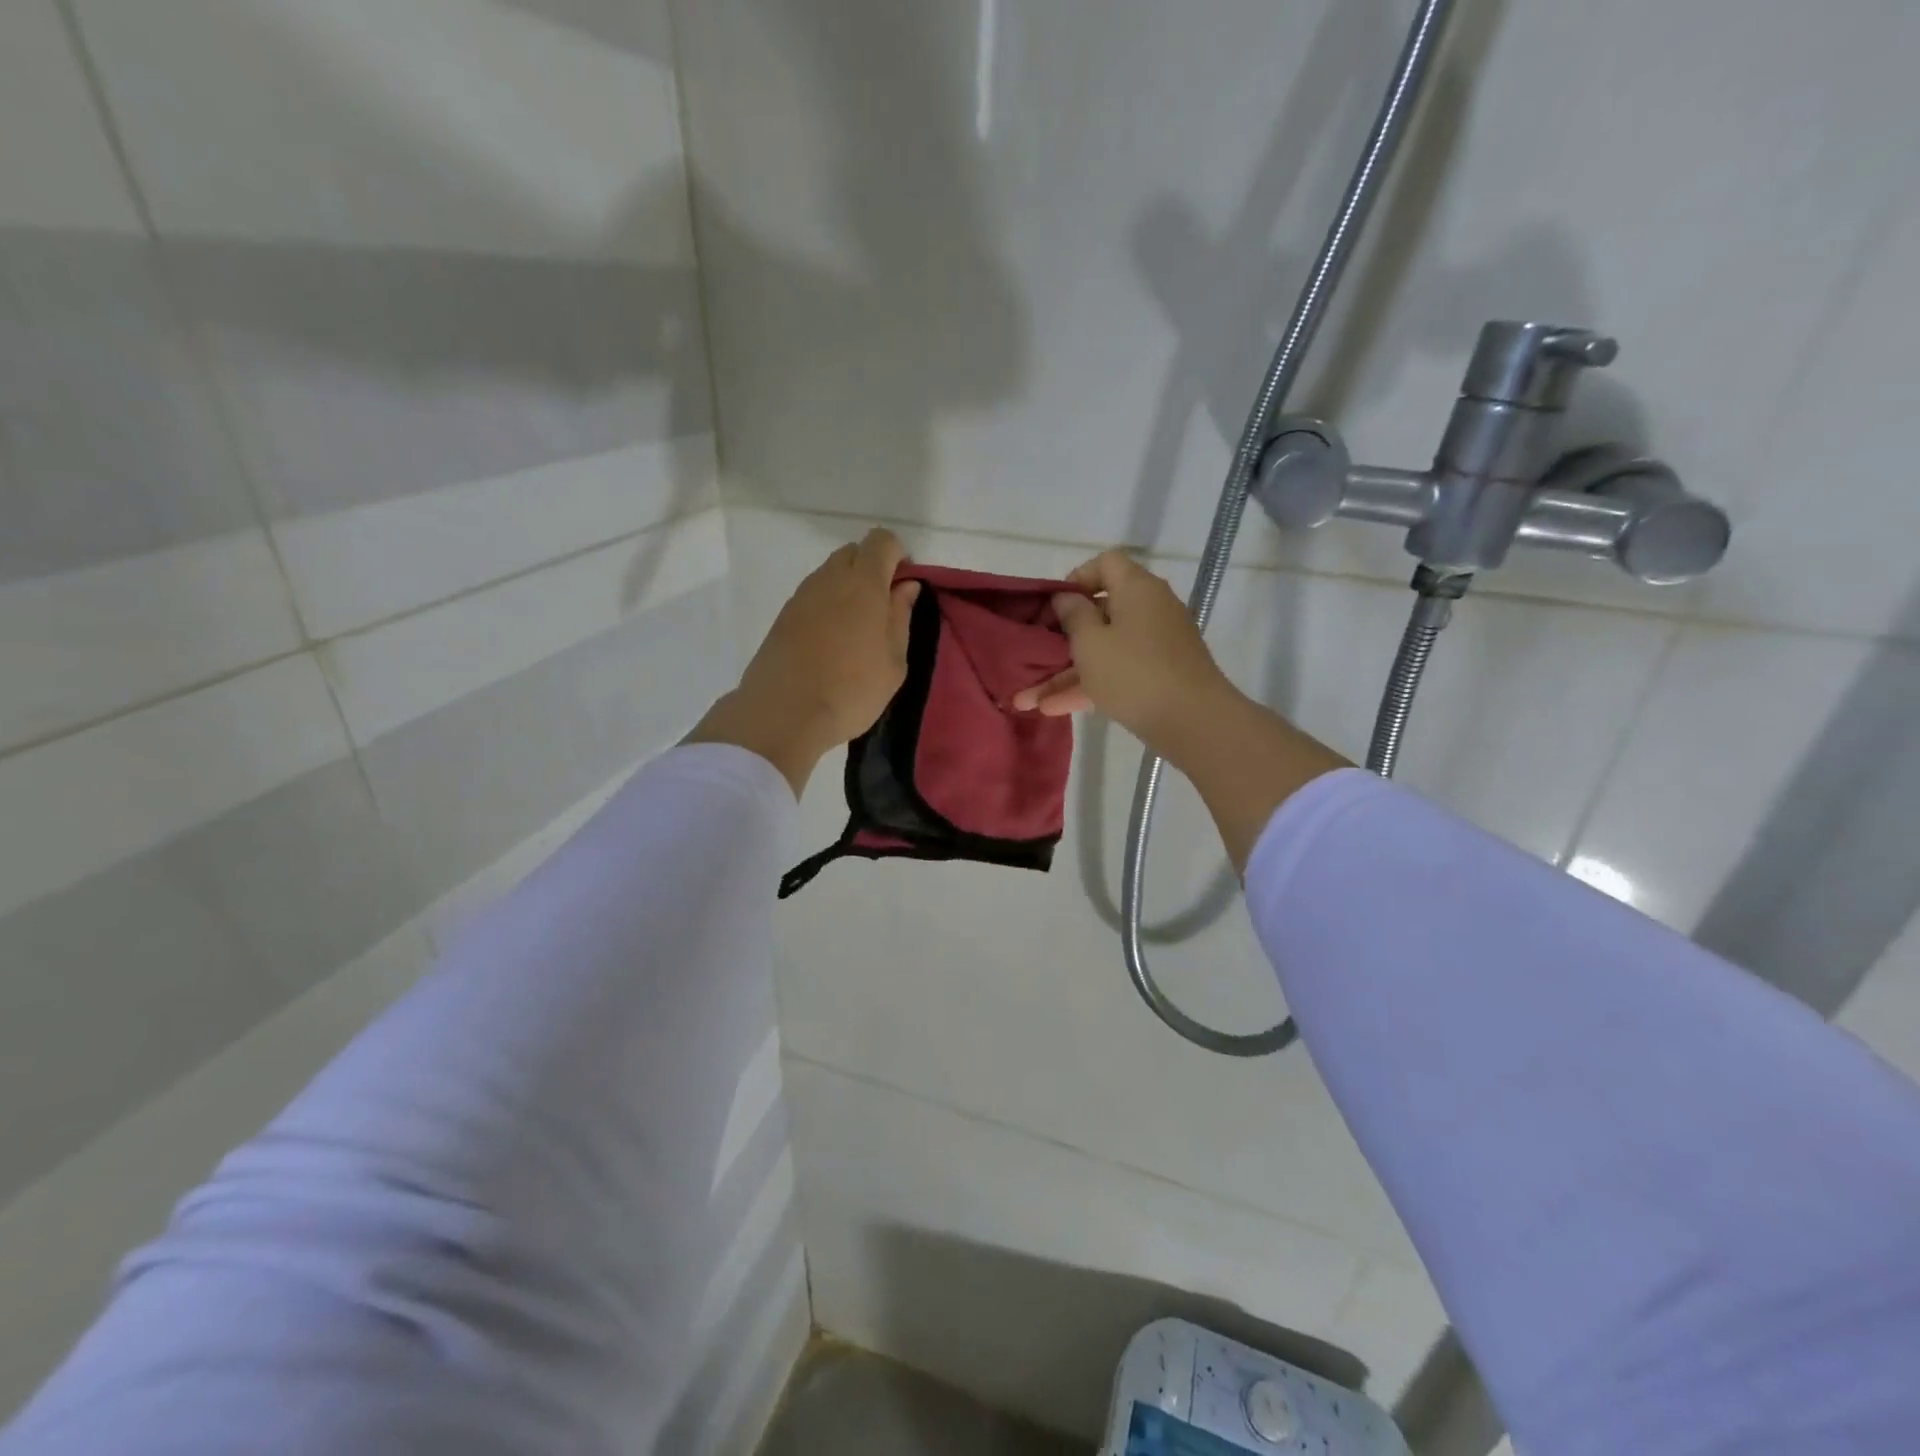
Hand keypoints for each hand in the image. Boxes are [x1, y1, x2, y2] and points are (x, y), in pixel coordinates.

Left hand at [689, 528, 919, 794]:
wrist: (784, 713)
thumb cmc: (852, 689)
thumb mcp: (894, 661)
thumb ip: (901, 617)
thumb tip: (905, 586)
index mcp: (863, 582)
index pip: (882, 541)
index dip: (898, 556)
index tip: (904, 588)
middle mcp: (829, 578)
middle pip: (854, 552)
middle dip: (872, 569)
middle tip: (882, 611)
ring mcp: (801, 595)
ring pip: (830, 574)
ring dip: (848, 589)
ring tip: (856, 631)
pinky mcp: (783, 616)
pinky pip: (813, 596)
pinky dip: (827, 606)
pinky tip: (831, 642)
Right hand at [1012, 550, 1241, 756]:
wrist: (1194, 721)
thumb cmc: (1134, 672)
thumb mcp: (1091, 643)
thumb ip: (1073, 616)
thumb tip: (1067, 597)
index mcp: (1137, 589)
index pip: (1106, 563)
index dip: (1076, 578)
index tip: (1054, 606)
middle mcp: (1151, 610)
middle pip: (1102, 611)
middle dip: (1063, 635)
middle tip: (1035, 652)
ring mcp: (1157, 645)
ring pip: (1105, 649)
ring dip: (1068, 671)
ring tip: (1029, 697)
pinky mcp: (1159, 676)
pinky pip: (1117, 672)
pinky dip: (1090, 686)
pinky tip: (1053, 710)